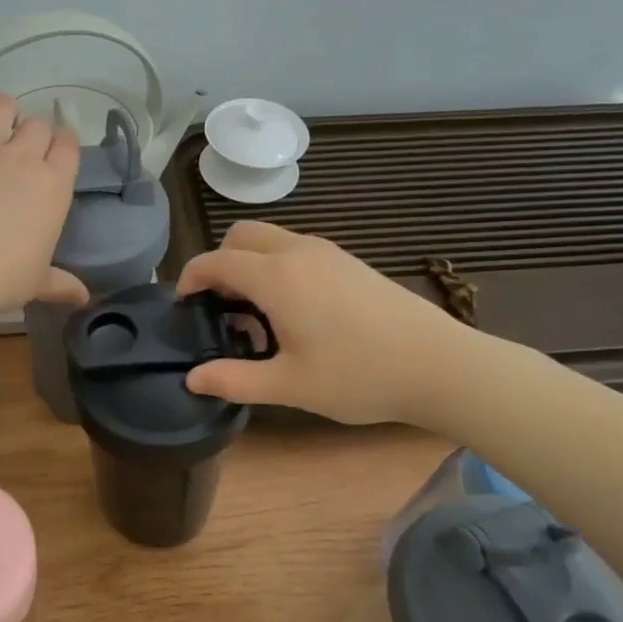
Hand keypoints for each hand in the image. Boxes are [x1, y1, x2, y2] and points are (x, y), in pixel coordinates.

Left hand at [0, 95, 85, 317]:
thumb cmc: (1, 278)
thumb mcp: (37, 283)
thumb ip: (61, 283)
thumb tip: (83, 298)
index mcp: (53, 186)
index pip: (69, 146)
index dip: (64, 143)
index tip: (56, 151)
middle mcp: (21, 158)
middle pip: (37, 124)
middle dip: (34, 131)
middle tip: (23, 149)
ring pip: (0, 107)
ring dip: (2, 112)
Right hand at [176, 221, 483, 426]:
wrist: (439, 364)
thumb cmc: (359, 375)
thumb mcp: (290, 386)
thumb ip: (235, 380)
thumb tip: (193, 379)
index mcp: (276, 276)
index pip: (215, 261)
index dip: (190, 277)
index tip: (183, 303)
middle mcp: (297, 252)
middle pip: (240, 235)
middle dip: (219, 262)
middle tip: (219, 305)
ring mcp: (327, 252)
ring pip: (270, 238)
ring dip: (250, 262)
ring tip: (255, 312)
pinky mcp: (349, 260)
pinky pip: (296, 248)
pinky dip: (277, 264)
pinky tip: (294, 309)